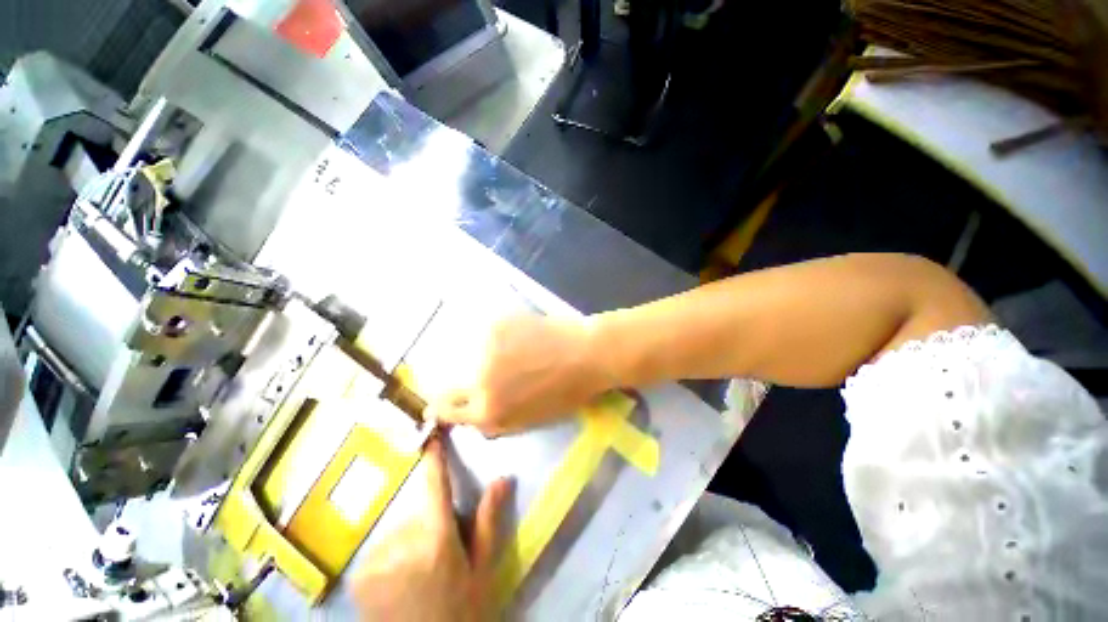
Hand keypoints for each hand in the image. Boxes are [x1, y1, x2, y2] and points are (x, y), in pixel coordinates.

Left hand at [349, 438, 510, 620]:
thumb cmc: (460, 611)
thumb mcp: (482, 571)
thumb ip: (489, 522)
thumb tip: (503, 478)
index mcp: (438, 541)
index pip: (437, 487)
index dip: (435, 460)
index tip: (431, 434)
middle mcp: (403, 544)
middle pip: (421, 513)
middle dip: (433, 524)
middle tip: (442, 554)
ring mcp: (376, 559)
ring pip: (402, 530)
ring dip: (413, 541)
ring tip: (422, 573)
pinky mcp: (360, 573)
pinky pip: (384, 547)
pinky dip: (393, 555)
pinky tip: (400, 582)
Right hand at [428, 315, 612, 436]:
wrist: (586, 355)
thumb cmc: (566, 392)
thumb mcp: (529, 420)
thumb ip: (496, 420)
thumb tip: (473, 412)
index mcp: (488, 411)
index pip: (447, 411)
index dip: (443, 406)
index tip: (443, 399)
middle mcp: (479, 381)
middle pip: (445, 383)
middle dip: (452, 381)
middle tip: (468, 372)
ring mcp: (485, 349)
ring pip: (464, 353)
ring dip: (476, 354)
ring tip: (505, 350)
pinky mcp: (495, 325)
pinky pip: (482, 330)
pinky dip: (493, 333)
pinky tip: (515, 333)